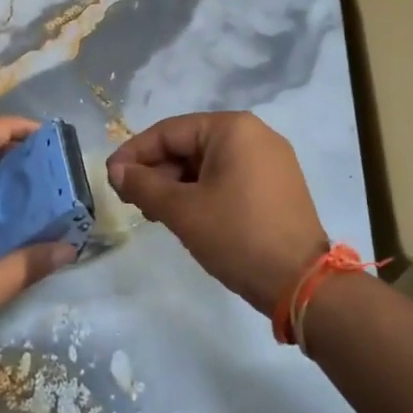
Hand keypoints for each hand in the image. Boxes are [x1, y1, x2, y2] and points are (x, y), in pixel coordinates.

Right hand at [108, 112, 327, 313]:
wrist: (301, 283)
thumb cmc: (237, 236)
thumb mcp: (182, 210)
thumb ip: (143, 185)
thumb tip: (116, 171)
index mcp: (232, 128)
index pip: (169, 131)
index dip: (134, 154)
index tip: (110, 178)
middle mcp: (254, 134)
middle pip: (189, 145)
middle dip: (157, 172)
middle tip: (132, 201)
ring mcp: (270, 160)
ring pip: (207, 164)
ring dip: (177, 185)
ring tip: (155, 214)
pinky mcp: (277, 185)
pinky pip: (228, 177)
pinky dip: (202, 192)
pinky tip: (185, 216)